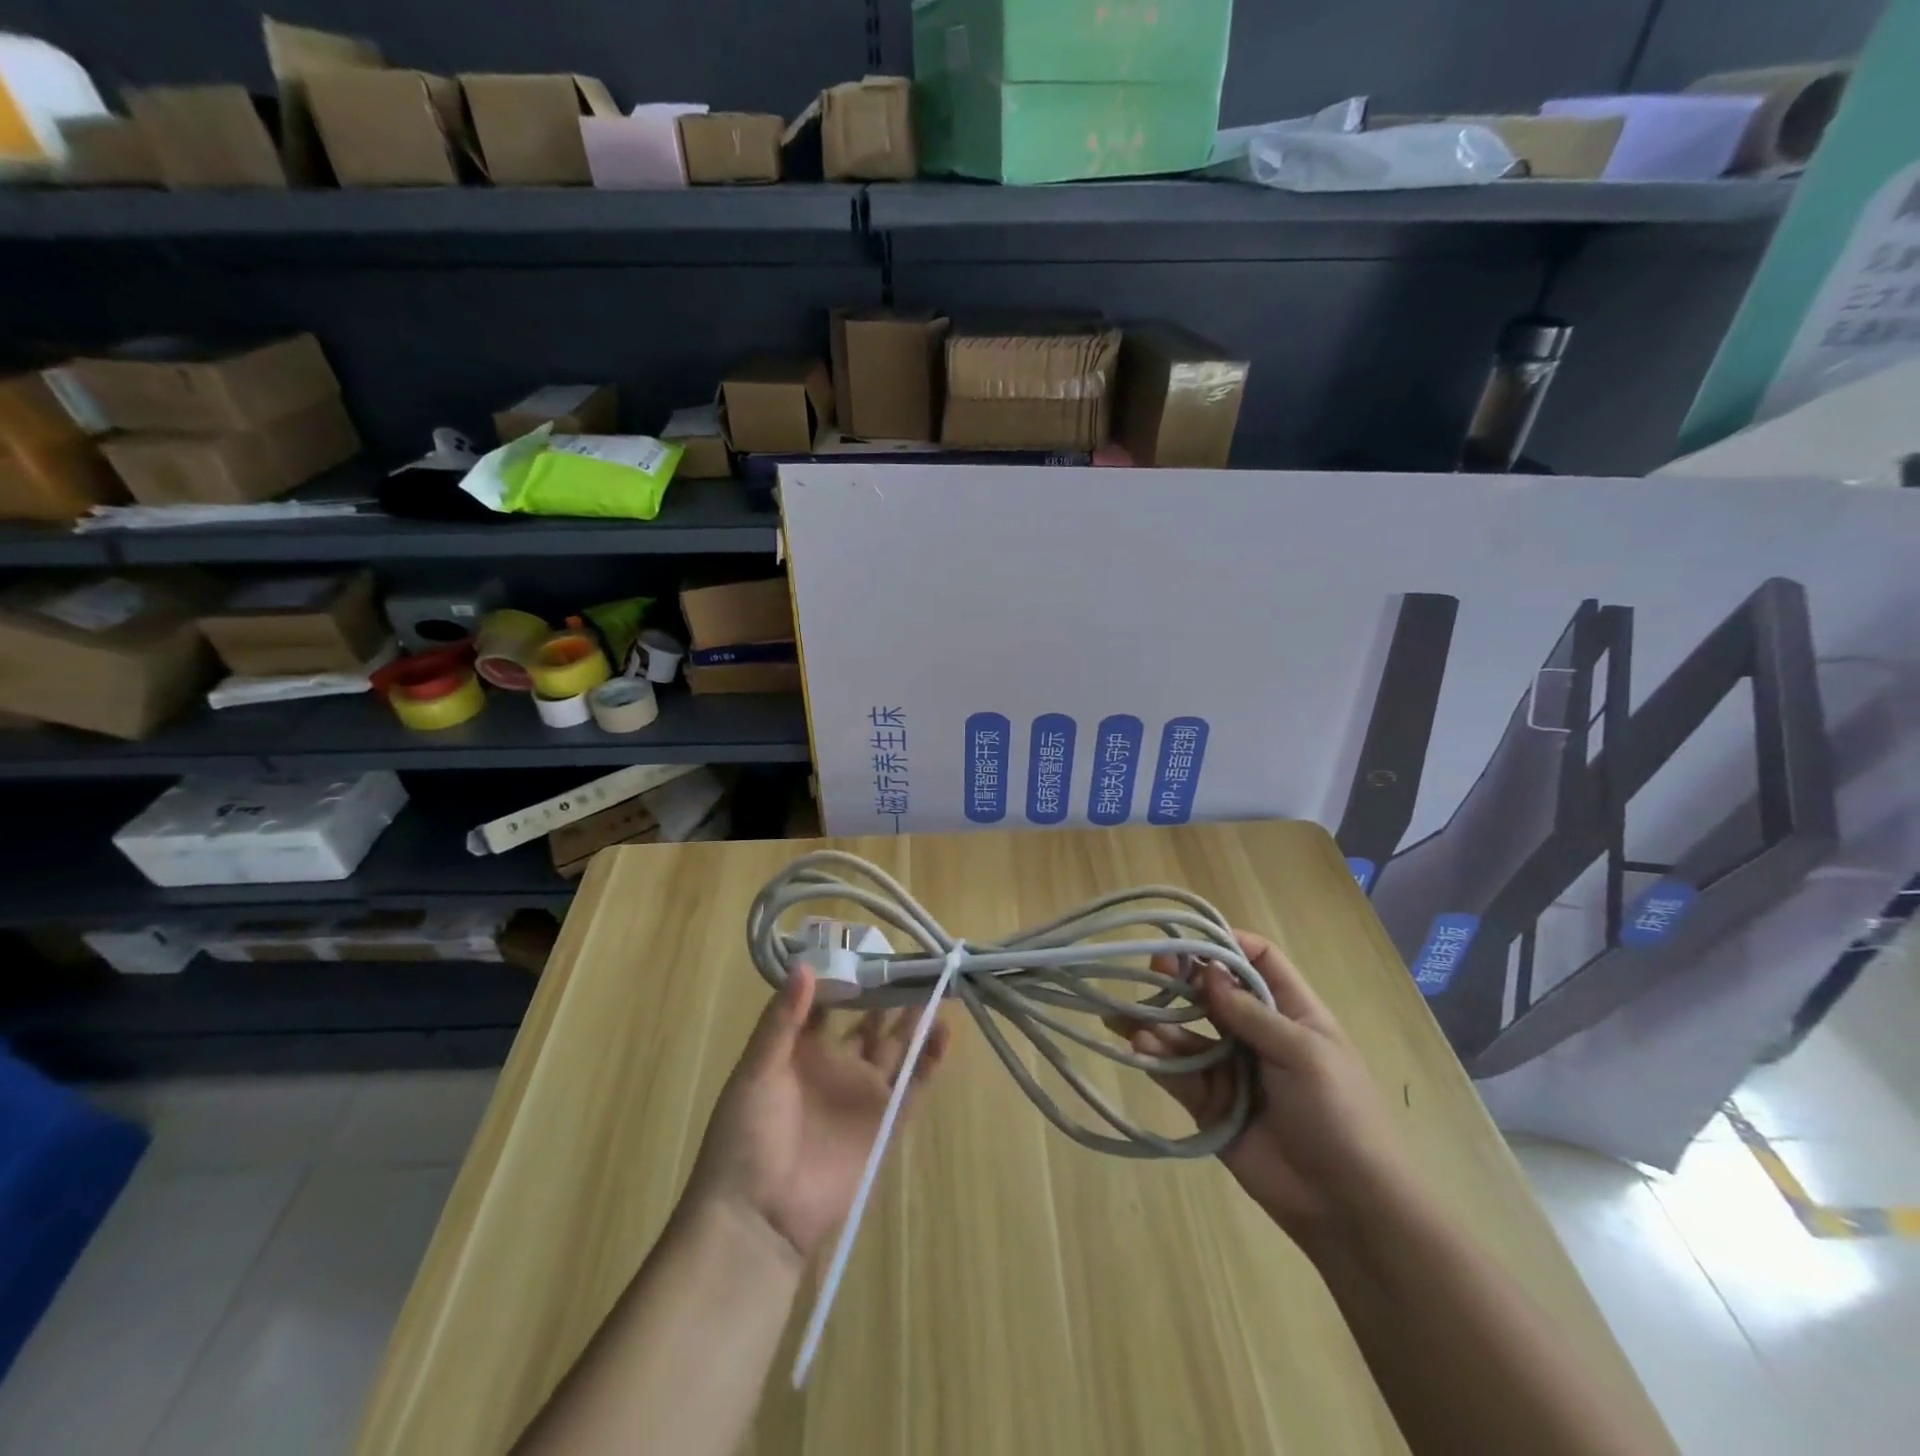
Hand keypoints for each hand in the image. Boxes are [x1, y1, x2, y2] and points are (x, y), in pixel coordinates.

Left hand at [684, 965, 950, 1260]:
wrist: (759, 1216)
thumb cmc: (746, 1136)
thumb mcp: (756, 1071)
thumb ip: (783, 1021)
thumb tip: (805, 964)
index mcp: (800, 1050)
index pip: (829, 1002)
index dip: (846, 975)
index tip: (866, 944)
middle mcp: (836, 1064)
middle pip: (869, 1020)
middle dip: (888, 993)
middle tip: (912, 959)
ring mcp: (864, 1093)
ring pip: (897, 1046)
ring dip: (915, 1018)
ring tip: (936, 983)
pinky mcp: (887, 1121)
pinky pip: (914, 1083)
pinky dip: (930, 1058)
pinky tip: (944, 1028)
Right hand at [1122, 932, 1416, 1244]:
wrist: (1348, 1207)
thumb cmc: (1339, 1115)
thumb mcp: (1304, 1054)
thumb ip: (1251, 1012)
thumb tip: (1208, 970)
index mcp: (1290, 1011)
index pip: (1256, 959)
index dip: (1226, 943)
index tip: (1190, 938)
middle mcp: (1256, 1032)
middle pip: (1212, 991)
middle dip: (1181, 978)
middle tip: (1152, 970)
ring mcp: (1231, 1068)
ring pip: (1187, 1032)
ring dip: (1159, 1021)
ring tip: (1128, 1019)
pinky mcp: (1210, 1104)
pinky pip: (1178, 1073)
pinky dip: (1156, 1058)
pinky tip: (1138, 1049)